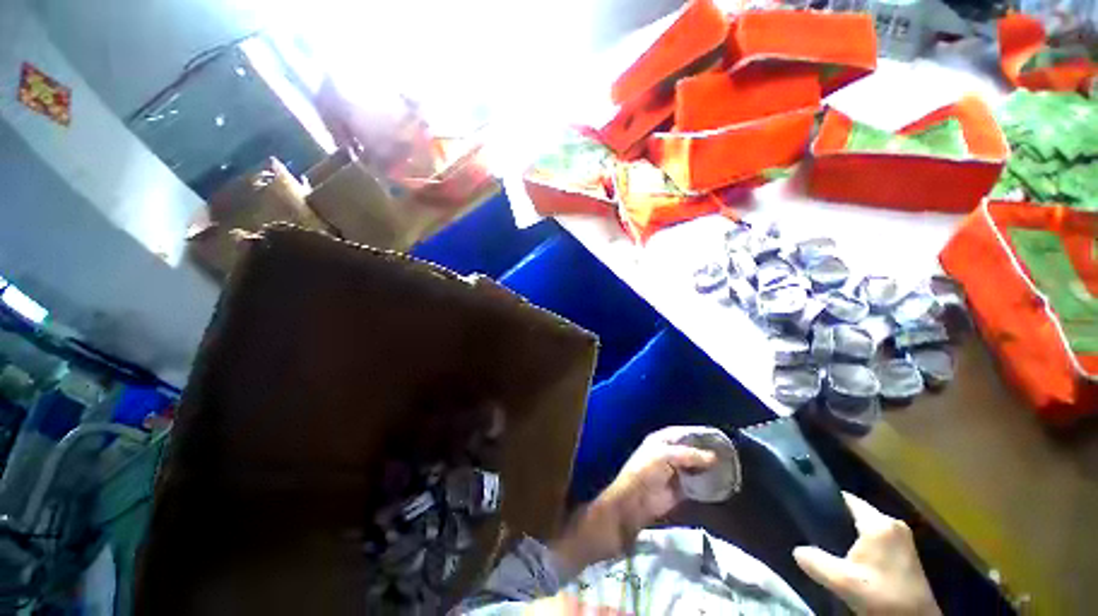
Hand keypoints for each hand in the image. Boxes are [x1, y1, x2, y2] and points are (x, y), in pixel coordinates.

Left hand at [551, 427, 716, 574]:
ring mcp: (673, 472)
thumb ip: (687, 455)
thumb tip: (713, 457)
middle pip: (691, 450)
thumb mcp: (663, 457)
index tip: (720, 437)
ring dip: (709, 468)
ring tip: (731, 468)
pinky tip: (721, 484)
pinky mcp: (678, 491)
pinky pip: (696, 484)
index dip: (699, 434)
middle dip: (707, 452)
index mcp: (660, 441)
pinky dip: (706, 484)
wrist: (630, 505)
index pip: (683, 433)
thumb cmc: (642, 473)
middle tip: (731, 455)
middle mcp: (668, 453)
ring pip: (695, 467)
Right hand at [793, 492, 940, 615]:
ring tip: (828, 544)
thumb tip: (797, 551)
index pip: (847, 499)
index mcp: (879, 523)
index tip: (806, 506)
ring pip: (866, 527)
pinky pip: (875, 538)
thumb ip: (816, 562)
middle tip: (814, 530)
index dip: (825, 500)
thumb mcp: (844, 582)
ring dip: (849, 534)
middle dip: (836, 521)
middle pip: (856, 513)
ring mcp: (902, 538)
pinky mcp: (906, 552)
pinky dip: (861, 544)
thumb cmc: (882, 596)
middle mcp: (892, 523)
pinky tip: (850, 558)